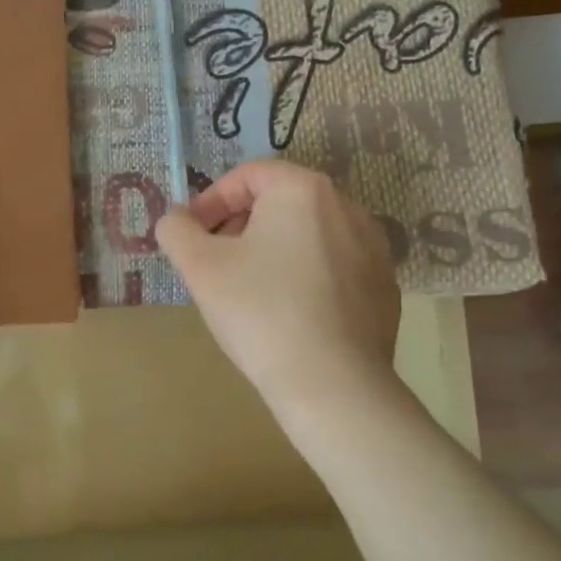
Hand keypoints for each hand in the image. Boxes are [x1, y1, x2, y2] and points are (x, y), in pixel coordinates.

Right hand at [155, 161, 400, 411]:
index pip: (247, 176)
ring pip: (308, 235)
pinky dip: (306, 277)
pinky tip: (289, 314)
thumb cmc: (260, 311)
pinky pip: (334, 267)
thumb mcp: (199, 267)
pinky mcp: (384, 286)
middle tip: (215, 262)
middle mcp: (346, 207)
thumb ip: (176, 230)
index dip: (210, 201)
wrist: (333, 384)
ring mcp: (373, 247)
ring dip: (273, 250)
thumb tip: (175, 220)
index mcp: (302, 190)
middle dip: (240, 225)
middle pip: (280, 202)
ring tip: (250, 289)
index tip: (191, 236)